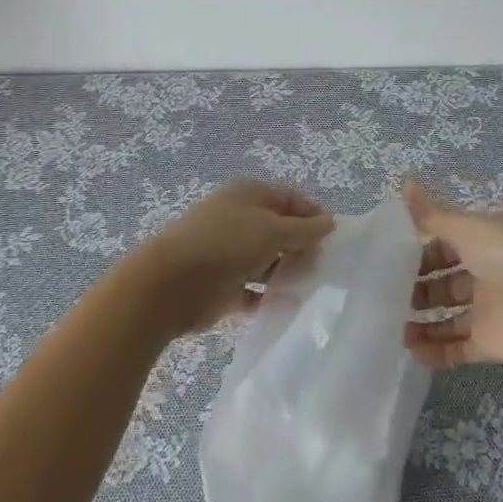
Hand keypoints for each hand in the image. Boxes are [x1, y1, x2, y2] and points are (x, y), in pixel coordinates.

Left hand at [136, 179, 334, 335]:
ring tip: (306, 288)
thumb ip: (305, 230)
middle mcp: (239, 218)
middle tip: (320, 268)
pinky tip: (285, 307)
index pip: (290, 199)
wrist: (170, 284)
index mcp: (249, 194)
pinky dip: (268, 297)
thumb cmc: (226, 244)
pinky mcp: (222, 285)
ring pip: (267, 260)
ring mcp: (229, 252)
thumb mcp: (273, 231)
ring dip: (286, 273)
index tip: (332, 240)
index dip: (313, 216)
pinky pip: (253, 290)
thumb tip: (330, 222)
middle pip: (280, 230)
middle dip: (301, 247)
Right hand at [403, 179, 502, 368]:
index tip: (388, 258)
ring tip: (390, 327)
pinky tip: (410, 351)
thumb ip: (431, 215)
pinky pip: (457, 348)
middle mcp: (484, 272)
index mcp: (482, 240)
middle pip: (444, 280)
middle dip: (416, 288)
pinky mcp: (490, 342)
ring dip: (421, 322)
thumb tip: (405, 181)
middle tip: (383, 294)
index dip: (418, 250)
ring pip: (447, 316)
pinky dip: (436, 351)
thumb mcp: (466, 227)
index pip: (444, 243)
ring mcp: (487, 309)